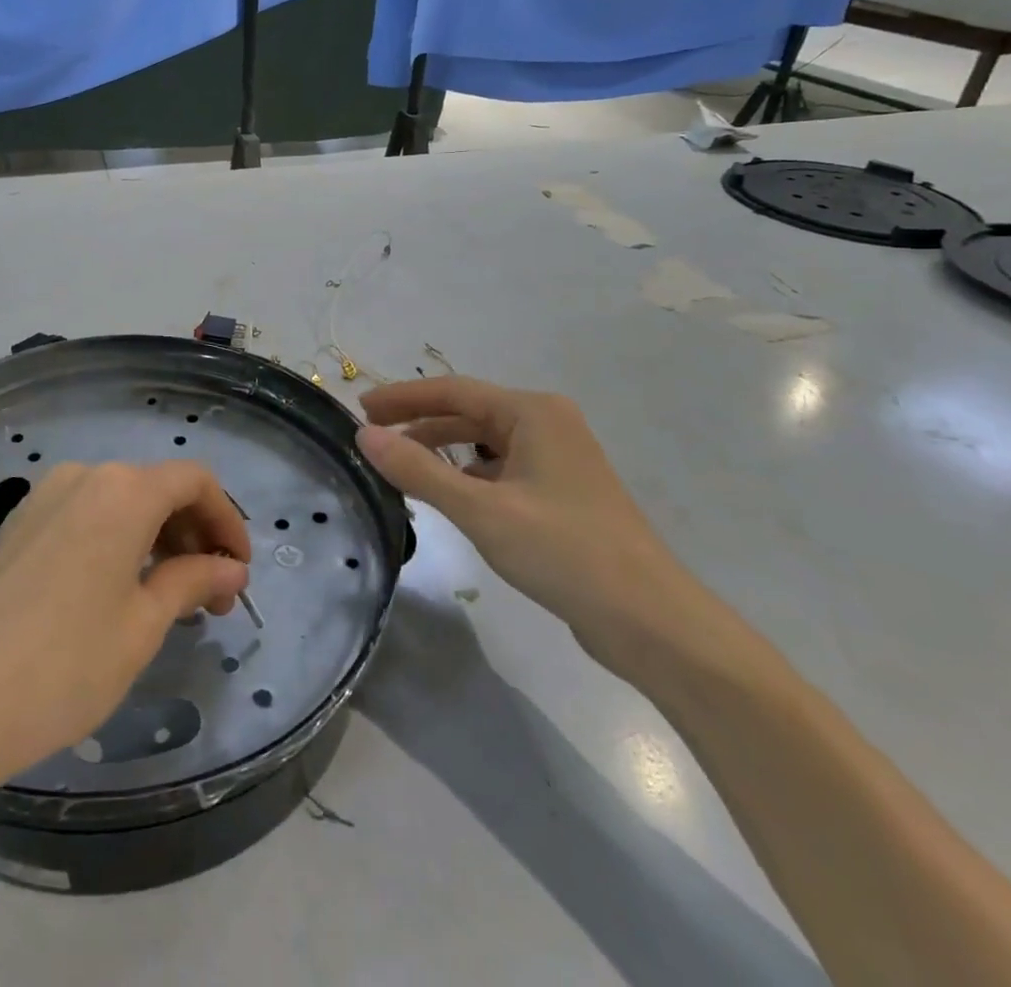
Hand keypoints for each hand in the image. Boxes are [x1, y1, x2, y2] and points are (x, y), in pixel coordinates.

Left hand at [0, 461, 249, 798]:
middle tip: (212, 598)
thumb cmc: (64, 663)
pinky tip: (119, 591)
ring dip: (156, 540)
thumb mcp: (142, 625)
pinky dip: (117, 542)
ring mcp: (43, 498)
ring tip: (169, 599)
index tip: (239, 571)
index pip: (194, 482)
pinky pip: (85, 518)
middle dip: (194, 535)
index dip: (227, 521)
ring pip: (120, 504)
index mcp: (122, 490)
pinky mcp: (17, 526)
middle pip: (157, 489)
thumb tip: (231, 568)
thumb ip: (192, 582)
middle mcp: (84, 477)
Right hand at [358, 377, 714, 676]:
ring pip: (485, 444)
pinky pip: (501, 470)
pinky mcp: (561, 493)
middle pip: (469, 413)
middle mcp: (547, 424)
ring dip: (442, 450)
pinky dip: (468, 475)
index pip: (453, 391)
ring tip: (400, 467)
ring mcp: (558, 460)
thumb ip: (419, 470)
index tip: (360, 408)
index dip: (403, 397)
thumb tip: (364, 436)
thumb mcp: (481, 510)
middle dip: (419, 423)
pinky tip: (447, 496)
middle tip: (372, 438)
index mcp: (533, 413)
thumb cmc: (564, 551)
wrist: (650, 620)